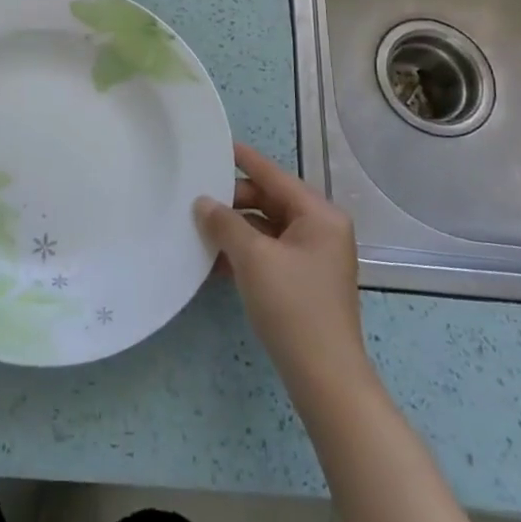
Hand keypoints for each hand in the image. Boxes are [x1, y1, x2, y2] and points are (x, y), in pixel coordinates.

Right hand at [195, 143, 372, 402]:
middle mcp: (321, 230)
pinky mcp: (304, 281)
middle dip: (234, 201)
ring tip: (198, 227)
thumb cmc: (292, 306)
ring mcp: (314, 257)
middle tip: (196, 197)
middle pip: (270, 200)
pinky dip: (245, 253)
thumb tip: (203, 202)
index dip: (244, 159)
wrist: (324, 376)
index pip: (274, 175)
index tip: (216, 145)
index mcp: (319, 215)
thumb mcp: (253, 258)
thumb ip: (225, 223)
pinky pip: (270, 253)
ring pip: (267, 228)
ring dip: (235, 229)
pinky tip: (213, 260)